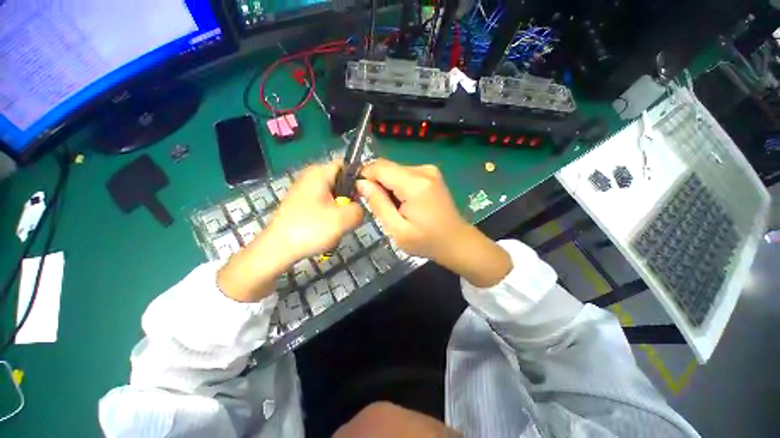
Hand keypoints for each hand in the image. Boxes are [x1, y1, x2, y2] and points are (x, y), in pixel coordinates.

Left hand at [266, 161, 362, 262]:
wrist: (277, 250)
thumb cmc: (310, 229)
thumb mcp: (344, 219)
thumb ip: (360, 209)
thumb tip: (358, 209)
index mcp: (319, 173)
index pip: (347, 166)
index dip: (360, 179)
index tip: (364, 197)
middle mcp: (311, 177)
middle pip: (341, 183)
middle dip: (349, 200)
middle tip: (349, 216)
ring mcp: (305, 191)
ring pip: (334, 197)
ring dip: (340, 211)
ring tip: (337, 225)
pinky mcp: (301, 205)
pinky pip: (325, 206)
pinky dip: (330, 216)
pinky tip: (327, 230)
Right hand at [357, 159, 467, 260]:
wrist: (456, 241)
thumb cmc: (427, 241)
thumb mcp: (397, 230)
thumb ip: (378, 204)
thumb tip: (361, 183)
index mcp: (415, 184)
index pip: (379, 167)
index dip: (365, 177)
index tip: (360, 194)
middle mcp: (423, 170)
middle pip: (387, 167)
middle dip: (377, 184)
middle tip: (379, 207)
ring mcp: (429, 170)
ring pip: (395, 170)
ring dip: (388, 186)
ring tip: (394, 207)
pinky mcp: (431, 174)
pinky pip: (405, 174)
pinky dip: (398, 186)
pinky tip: (404, 203)